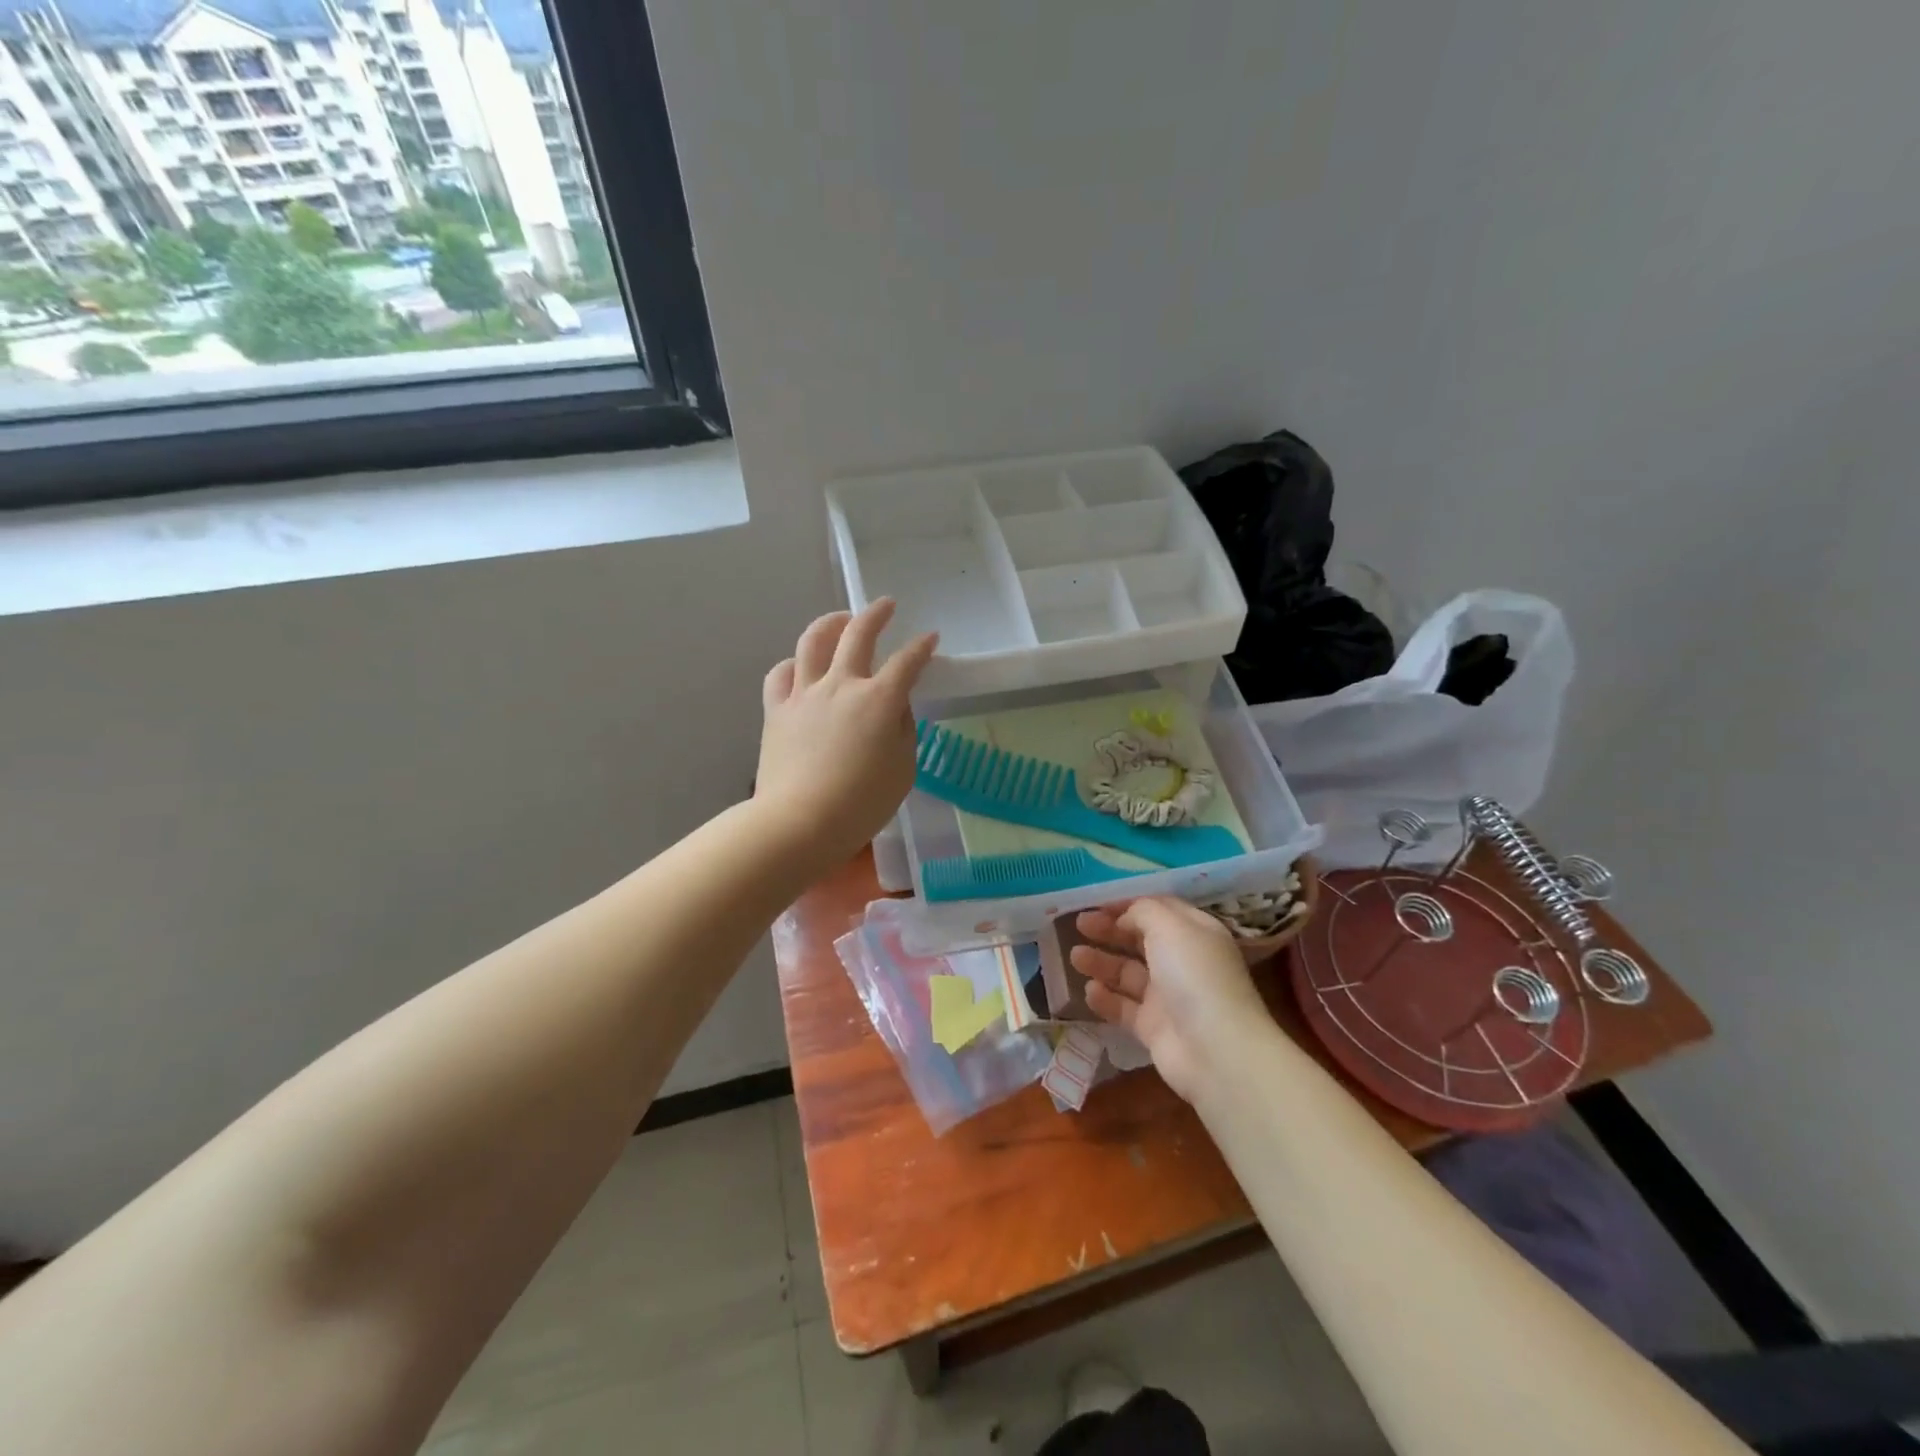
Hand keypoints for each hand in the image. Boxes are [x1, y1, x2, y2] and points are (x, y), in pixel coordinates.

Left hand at [755, 599, 937, 865]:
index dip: (922, 647)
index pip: (908, 661)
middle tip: (885, 605)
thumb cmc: (862, 803)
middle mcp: (842, 684)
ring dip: (830, 623)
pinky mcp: (777, 709)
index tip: (930, 638)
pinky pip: (781, 673)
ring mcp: (805, 693)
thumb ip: (903, 730)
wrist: (800, 823)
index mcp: (880, 700)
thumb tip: (896, 707)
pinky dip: (793, 663)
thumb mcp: (903, 769)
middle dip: (876, 614)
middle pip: (858, 634)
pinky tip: (800, 667)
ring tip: (840, 620)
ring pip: (813, 641)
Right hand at [1070, 897, 1269, 1101]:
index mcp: (1195, 933)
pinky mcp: (1154, 1027)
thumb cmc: (1194, 975)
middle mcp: (1182, 961)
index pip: (1159, 910)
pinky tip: (1089, 991)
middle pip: (1140, 940)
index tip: (1096, 903)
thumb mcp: (1170, 926)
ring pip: (1128, 973)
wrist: (1216, 1050)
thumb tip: (1125, 916)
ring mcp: (1168, 996)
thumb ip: (1143, 911)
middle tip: (1079, 925)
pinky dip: (1105, 999)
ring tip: (1075, 957)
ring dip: (1102, 962)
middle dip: (1109, 930)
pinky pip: (1124, 1008)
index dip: (1128, 904)